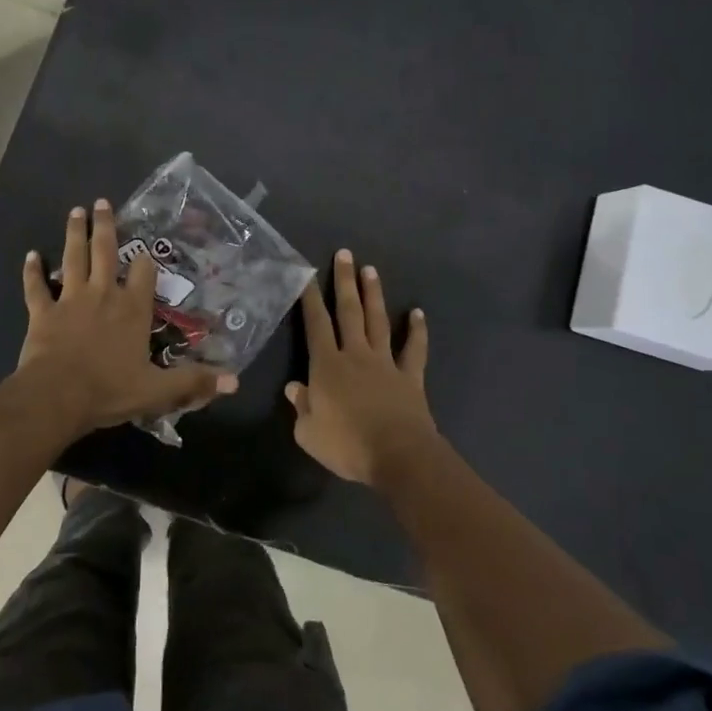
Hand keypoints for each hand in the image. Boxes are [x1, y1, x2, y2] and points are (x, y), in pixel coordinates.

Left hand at [19, 200, 237, 432]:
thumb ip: (193, 382)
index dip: (146, 260)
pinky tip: (30, 255)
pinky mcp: (42, 312)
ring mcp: (70, 300)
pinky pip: (36, 287)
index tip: (145, 249)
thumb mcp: (158, 390)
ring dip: (73, 234)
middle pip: (104, 251)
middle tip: (101, 202)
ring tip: (75, 211)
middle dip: (104, 226)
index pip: (144, 273)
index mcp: (132, 309)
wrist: (57, 396)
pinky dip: (32, 271)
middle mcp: (103, 294)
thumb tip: (235, 381)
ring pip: (72, 258)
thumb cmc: (109, 390)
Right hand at [287, 250, 438, 484]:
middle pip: (349, 312)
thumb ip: (301, 407)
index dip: (310, 299)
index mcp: (327, 366)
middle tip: (344, 254)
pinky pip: (414, 349)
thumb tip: (294, 388)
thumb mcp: (308, 433)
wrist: (398, 456)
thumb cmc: (347, 445)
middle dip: (344, 281)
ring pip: (378, 321)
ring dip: (373, 295)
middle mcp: (355, 355)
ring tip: (370, 270)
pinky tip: (417, 313)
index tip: (306, 274)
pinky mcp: (410, 377)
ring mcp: (385, 363)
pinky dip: (417, 330)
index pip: (316, 325)